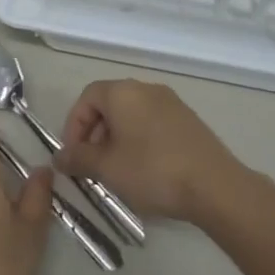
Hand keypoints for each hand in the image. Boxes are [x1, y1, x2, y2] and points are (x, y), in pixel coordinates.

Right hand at [54, 79, 249, 225]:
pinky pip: (152, 123)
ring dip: (117, 138)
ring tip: (117, 170)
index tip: (73, 155)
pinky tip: (145, 169)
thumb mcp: (108, 168)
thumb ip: (79, 159)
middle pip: (109, 103)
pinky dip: (140, 140)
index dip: (74, 125)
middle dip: (95, 133)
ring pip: (132, 114)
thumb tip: (59, 157)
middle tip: (92, 164)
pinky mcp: (188, 120)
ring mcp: (171, 103)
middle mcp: (146, 89)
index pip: (87, 97)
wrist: (215, 186)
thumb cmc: (153, 171)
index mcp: (123, 92)